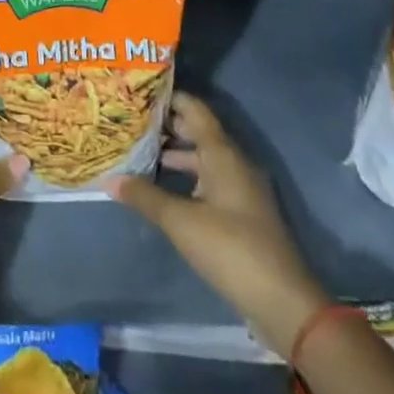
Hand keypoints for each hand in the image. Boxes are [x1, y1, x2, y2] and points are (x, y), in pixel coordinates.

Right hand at [108, 92, 327, 353]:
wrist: (282, 301)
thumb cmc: (230, 248)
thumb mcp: (181, 222)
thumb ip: (145, 196)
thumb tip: (110, 179)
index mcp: (223, 154)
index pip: (195, 110)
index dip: (170, 98)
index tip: (140, 92)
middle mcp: (235, 163)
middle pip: (199, 133)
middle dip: (167, 127)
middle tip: (131, 122)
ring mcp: (242, 188)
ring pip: (204, 159)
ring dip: (176, 155)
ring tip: (140, 155)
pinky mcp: (243, 212)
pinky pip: (211, 181)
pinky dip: (187, 178)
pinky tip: (164, 189)